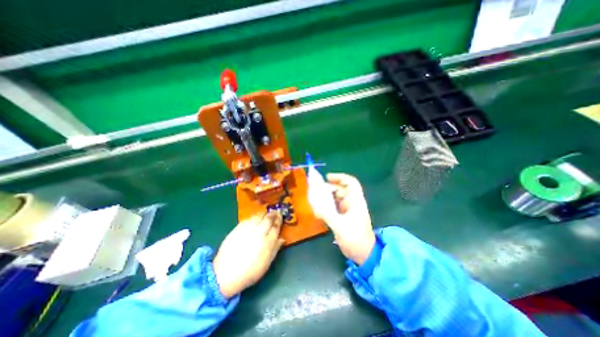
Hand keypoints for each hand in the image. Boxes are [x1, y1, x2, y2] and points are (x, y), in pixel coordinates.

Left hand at [212, 212, 283, 298]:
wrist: (225, 275)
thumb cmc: (250, 272)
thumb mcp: (266, 263)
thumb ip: (275, 249)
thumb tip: (282, 238)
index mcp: (267, 243)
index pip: (276, 227)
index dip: (279, 219)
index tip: (280, 215)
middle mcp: (259, 233)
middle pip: (268, 219)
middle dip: (272, 214)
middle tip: (275, 211)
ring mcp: (247, 230)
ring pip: (258, 216)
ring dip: (264, 213)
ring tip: (266, 213)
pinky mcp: (237, 229)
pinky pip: (248, 219)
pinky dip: (254, 216)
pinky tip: (255, 217)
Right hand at [309, 174, 372, 265]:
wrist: (362, 255)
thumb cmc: (355, 239)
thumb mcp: (340, 226)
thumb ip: (327, 213)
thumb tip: (314, 202)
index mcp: (355, 201)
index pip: (350, 183)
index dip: (339, 177)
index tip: (327, 177)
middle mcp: (351, 203)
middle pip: (339, 189)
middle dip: (326, 189)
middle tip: (314, 191)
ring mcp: (346, 209)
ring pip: (334, 198)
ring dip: (324, 199)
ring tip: (315, 205)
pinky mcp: (342, 216)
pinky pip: (332, 206)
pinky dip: (324, 207)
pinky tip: (318, 213)